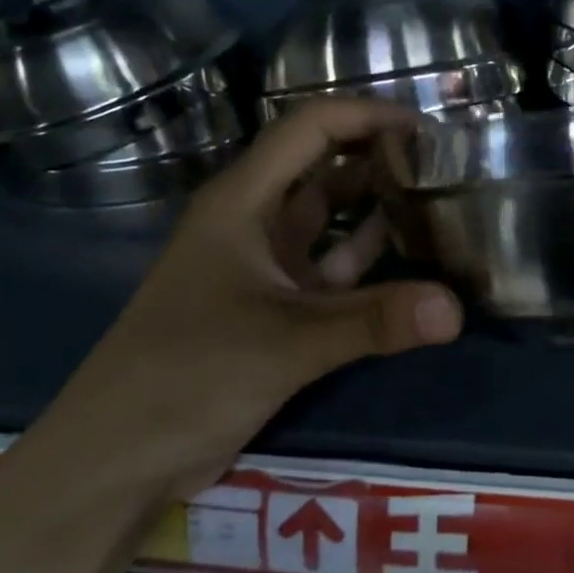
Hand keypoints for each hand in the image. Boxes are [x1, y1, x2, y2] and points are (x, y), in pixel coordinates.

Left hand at [28, 97, 463, 503]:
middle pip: (323, 167)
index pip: (310, 129)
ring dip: (377, 208)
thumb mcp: (284, 343)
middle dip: (379, 158)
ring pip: (330, 218)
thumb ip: (372, 323)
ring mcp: (265, 265)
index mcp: (242, 201)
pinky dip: (369, 261)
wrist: (118, 456)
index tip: (427, 129)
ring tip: (440, 202)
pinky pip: (332, 268)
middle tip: (446, 165)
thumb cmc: (187, 376)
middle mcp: (254, 220)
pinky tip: (413, 263)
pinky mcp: (275, 305)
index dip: (366, 116)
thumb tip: (455, 309)